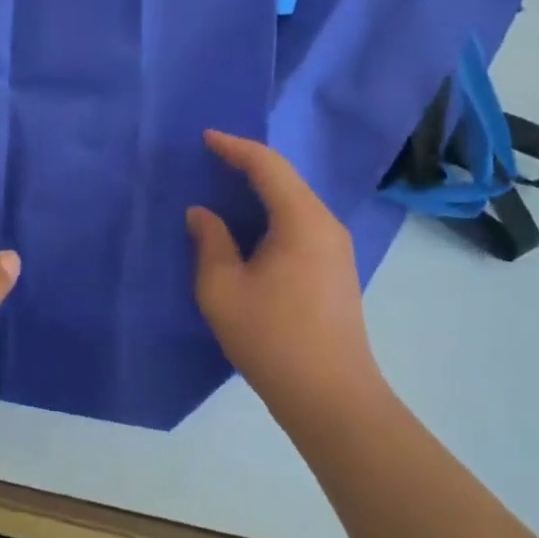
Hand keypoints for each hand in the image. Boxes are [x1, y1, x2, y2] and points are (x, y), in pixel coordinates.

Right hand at [188, 131, 378, 414]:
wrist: (333, 399)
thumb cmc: (273, 339)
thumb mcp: (223, 289)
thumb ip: (210, 242)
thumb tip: (202, 213)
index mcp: (301, 221)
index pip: (267, 165)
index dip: (234, 147)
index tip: (204, 138)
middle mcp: (325, 225)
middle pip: (285, 178)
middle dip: (247, 163)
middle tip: (211, 158)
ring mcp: (336, 248)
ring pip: (295, 200)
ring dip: (261, 188)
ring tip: (225, 185)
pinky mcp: (336, 269)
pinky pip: (301, 221)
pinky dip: (273, 211)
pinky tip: (251, 225)